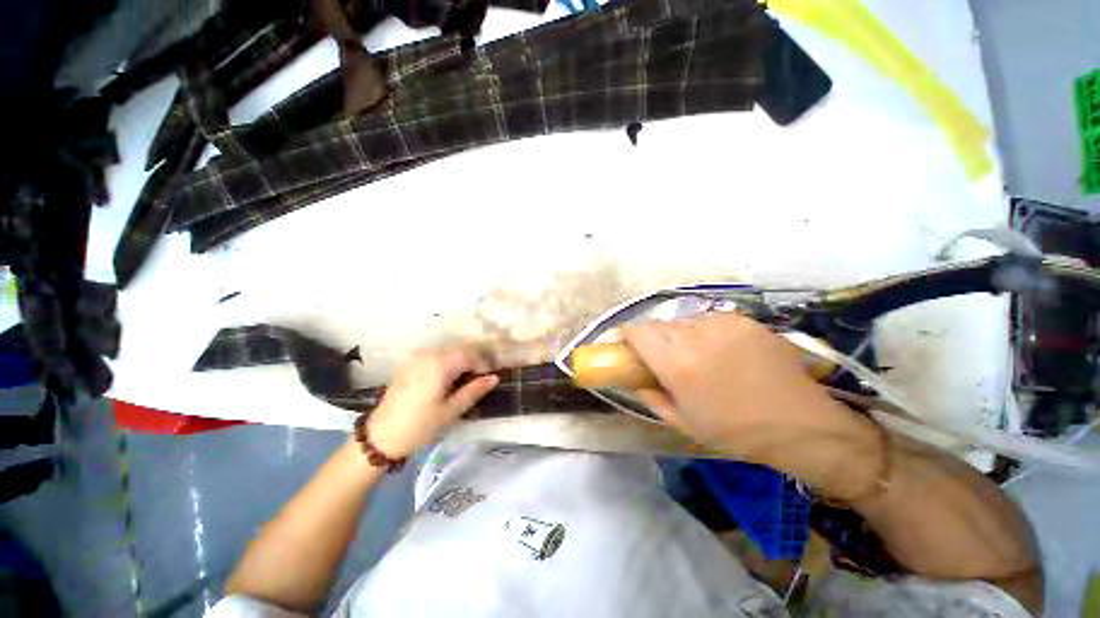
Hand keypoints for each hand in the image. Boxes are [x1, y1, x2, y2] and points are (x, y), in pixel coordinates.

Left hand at [365, 346, 498, 457]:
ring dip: (459, 361)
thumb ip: (474, 390)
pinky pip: (433, 357)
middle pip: (458, 349)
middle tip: (480, 378)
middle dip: (472, 360)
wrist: (380, 438)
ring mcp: (415, 359)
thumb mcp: (451, 410)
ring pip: (446, 352)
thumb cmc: (420, 426)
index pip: (469, 354)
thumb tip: (494, 378)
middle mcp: (427, 355)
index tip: (489, 378)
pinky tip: (447, 379)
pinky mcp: (407, 365)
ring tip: (465, 380)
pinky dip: (445, 363)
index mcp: (439, 364)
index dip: (482, 364)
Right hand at [621, 312, 872, 469]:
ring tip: (697, 356)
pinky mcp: (742, 320)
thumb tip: (635, 378)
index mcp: (675, 364)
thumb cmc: (735, 431)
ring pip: (683, 321)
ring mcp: (720, 324)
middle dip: (654, 339)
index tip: (627, 345)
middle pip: (658, 325)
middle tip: (665, 358)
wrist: (800, 423)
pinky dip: (704, 332)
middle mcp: (694, 337)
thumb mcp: (682, 421)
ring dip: (680, 335)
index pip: (637, 331)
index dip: (627, 335)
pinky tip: (721, 351)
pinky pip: (708, 319)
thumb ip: (650, 395)